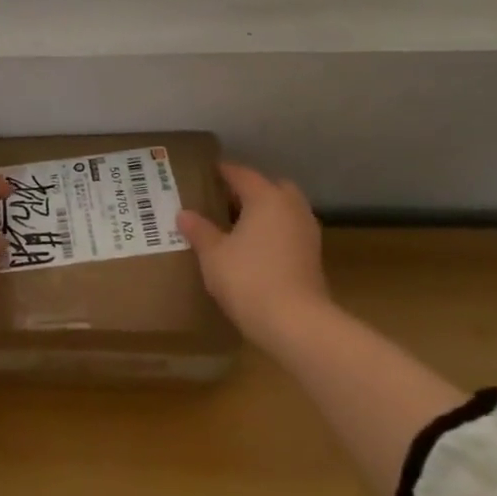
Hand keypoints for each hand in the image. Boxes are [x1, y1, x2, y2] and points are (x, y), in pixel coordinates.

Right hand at [177, 162, 333, 353]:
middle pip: (270, 187)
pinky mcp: (312, 256)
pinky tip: (253, 248)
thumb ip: (199, 230)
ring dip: (263, 212)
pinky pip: (289, 231)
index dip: (221, 172)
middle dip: (249, 190)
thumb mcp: (213, 254)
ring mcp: (307, 232)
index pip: (241, 174)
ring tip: (235, 225)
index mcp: (266, 198)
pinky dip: (273, 232)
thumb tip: (184, 214)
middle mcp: (291, 208)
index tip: (204, 172)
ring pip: (283, 210)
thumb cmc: (248, 279)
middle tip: (222, 200)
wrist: (295, 323)